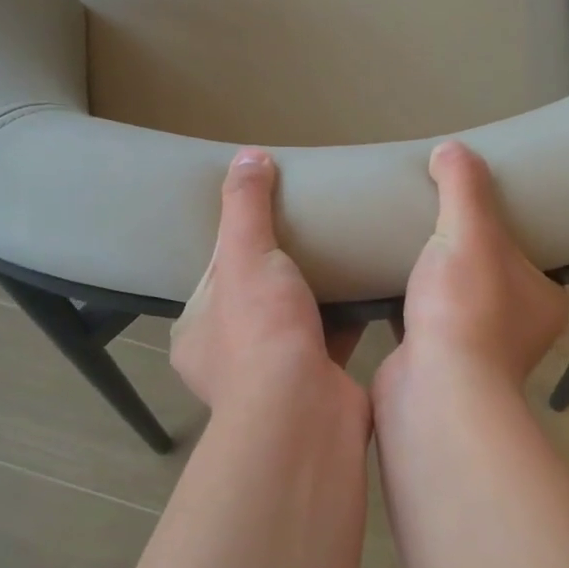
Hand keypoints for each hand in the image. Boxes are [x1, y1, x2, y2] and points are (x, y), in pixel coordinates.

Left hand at [172, 150, 363, 409]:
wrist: (305, 412)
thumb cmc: (260, 332)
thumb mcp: (244, 256)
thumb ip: (245, 206)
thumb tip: (248, 155)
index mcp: (198, 332)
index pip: (214, 274)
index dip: (237, 241)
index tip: (265, 214)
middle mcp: (231, 356)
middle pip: (258, 294)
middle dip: (281, 266)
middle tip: (309, 227)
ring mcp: (276, 373)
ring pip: (297, 317)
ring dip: (316, 290)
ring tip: (341, 246)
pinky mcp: (319, 379)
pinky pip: (333, 334)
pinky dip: (349, 312)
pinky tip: (370, 280)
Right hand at [377, 141, 567, 397]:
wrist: (432, 390)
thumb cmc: (465, 308)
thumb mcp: (470, 232)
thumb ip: (464, 186)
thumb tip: (451, 149)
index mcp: (543, 299)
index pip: (528, 251)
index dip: (503, 225)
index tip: (474, 204)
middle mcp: (519, 329)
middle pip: (488, 274)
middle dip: (463, 251)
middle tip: (433, 218)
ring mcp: (477, 353)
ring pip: (455, 302)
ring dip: (434, 280)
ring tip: (407, 244)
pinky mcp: (437, 366)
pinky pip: (424, 324)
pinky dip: (408, 305)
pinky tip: (384, 280)